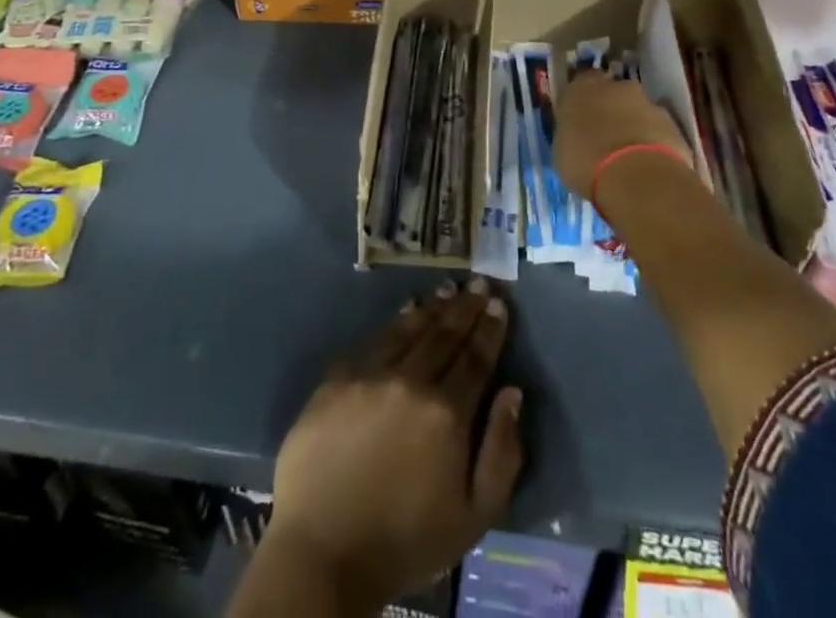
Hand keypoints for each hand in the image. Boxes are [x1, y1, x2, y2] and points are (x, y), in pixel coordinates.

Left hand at [263, 279, 523, 609]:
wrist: (322, 552)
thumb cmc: (404, 541)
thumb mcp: (473, 517)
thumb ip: (501, 453)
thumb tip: (513, 393)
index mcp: (447, 413)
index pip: (476, 359)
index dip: (490, 330)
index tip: (499, 305)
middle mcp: (411, 381)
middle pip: (445, 336)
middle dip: (466, 308)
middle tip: (480, 284)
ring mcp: (371, 374)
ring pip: (410, 330)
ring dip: (434, 307)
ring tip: (449, 288)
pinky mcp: (337, 378)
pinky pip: (373, 339)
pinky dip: (395, 321)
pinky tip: (405, 311)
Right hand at [554, 72, 690, 202]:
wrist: (637, 176)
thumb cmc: (586, 162)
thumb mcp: (562, 151)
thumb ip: (571, 134)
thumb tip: (577, 135)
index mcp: (581, 88)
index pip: (580, 83)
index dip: (582, 101)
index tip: (580, 118)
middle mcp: (615, 86)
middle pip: (612, 92)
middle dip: (610, 109)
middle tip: (604, 136)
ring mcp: (647, 102)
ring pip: (637, 109)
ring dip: (633, 124)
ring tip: (628, 155)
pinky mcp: (672, 123)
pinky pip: (657, 129)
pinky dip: (653, 141)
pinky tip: (647, 164)